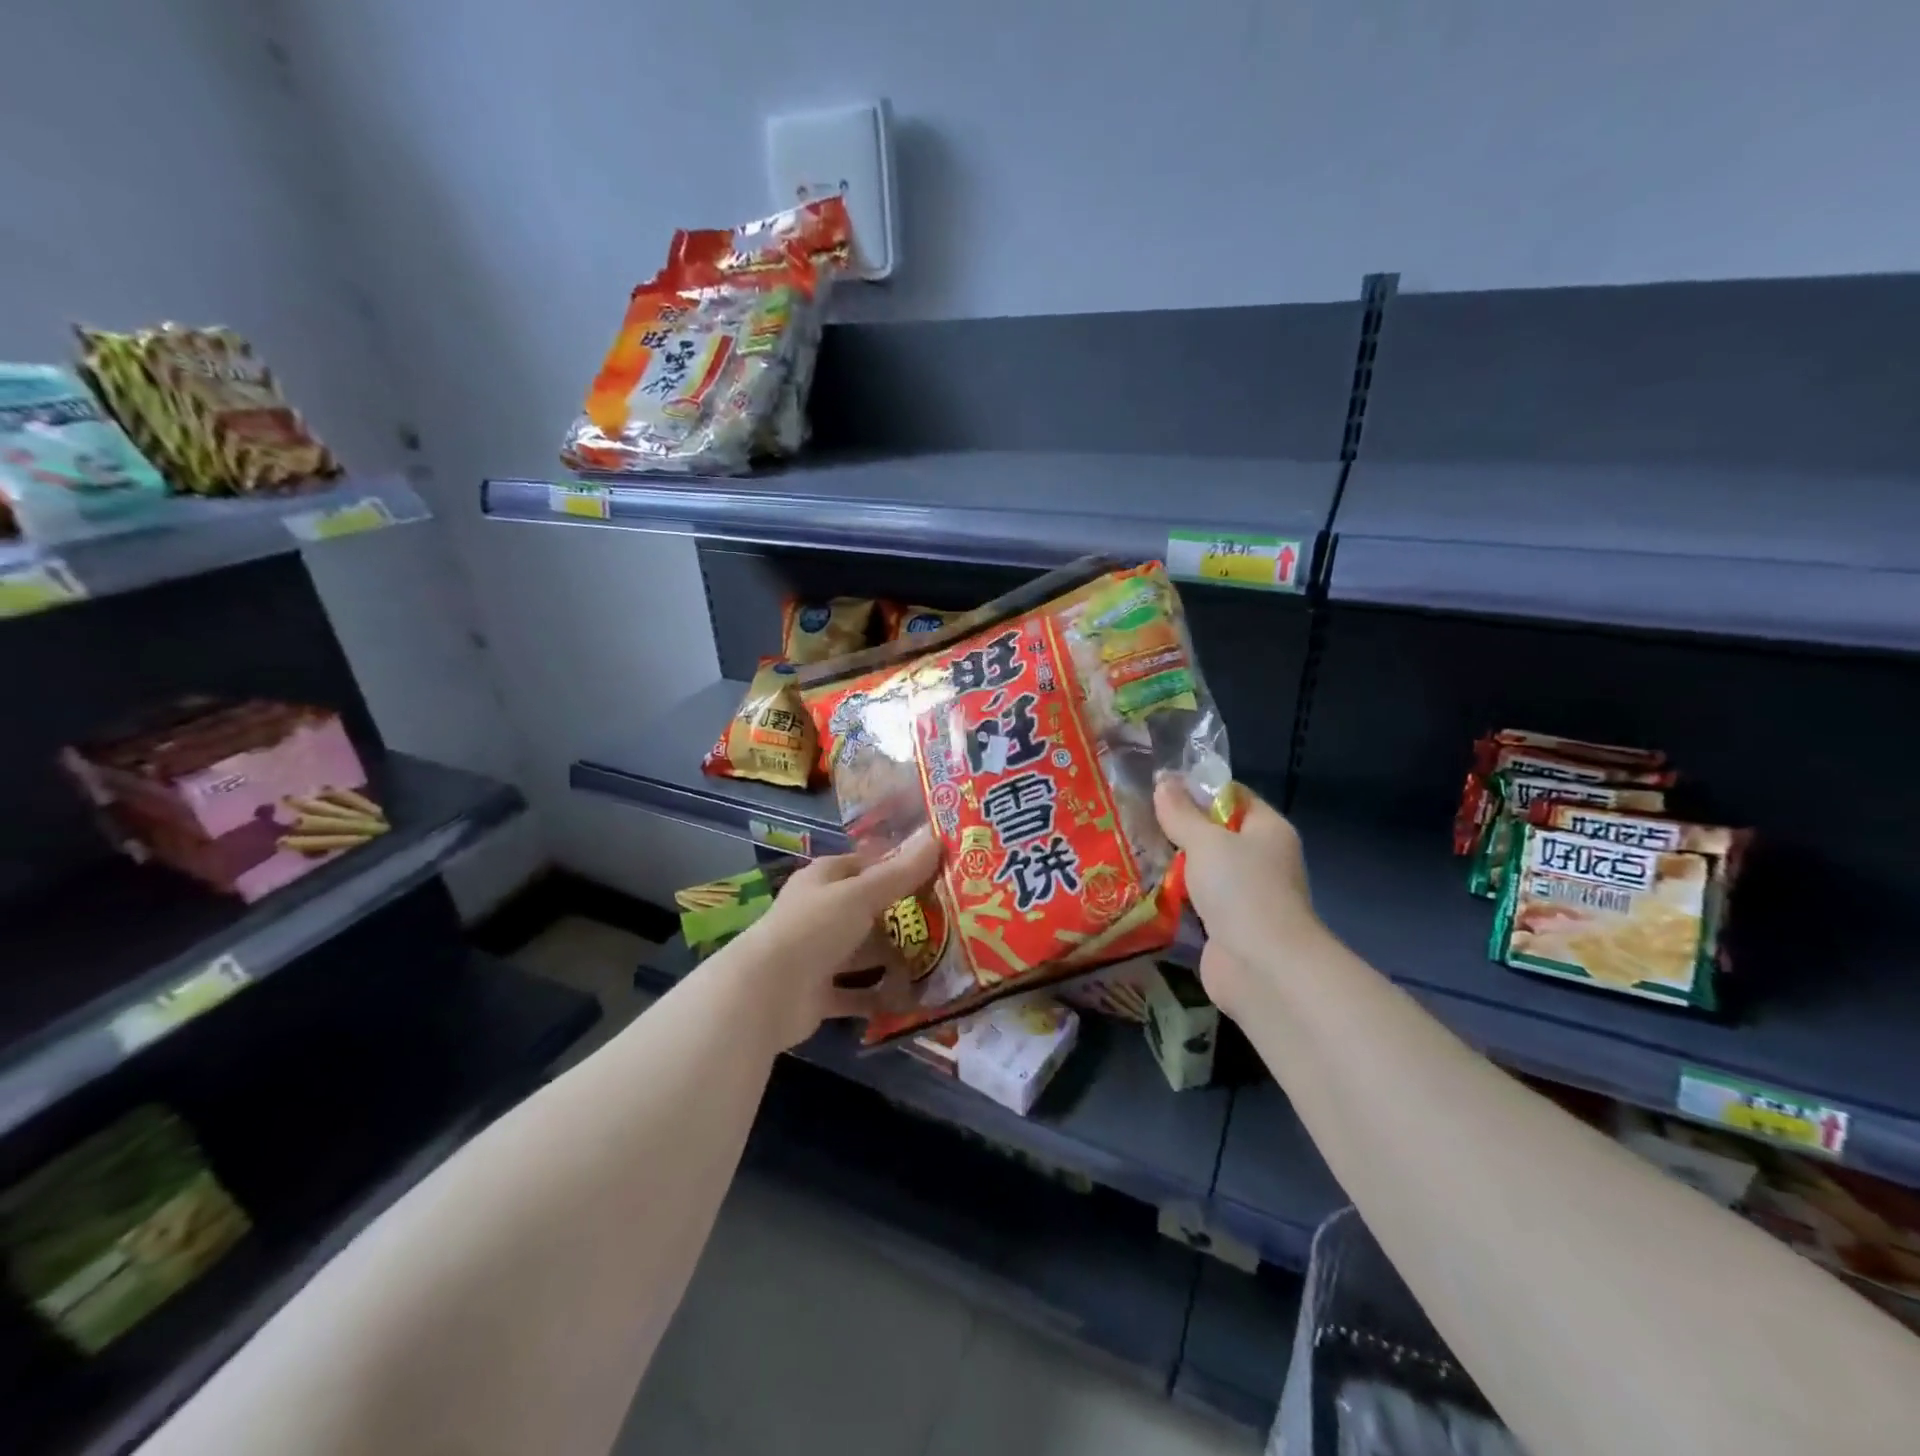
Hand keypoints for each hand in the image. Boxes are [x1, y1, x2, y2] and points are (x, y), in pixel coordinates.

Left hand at [723, 830, 942, 1049]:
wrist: (766, 993)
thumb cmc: (814, 928)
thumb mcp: (861, 894)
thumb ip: (900, 873)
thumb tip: (937, 838)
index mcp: (822, 880)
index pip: (863, 865)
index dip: (896, 866)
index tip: (936, 873)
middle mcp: (818, 913)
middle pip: (866, 910)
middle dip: (902, 917)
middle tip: (948, 921)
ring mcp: (816, 955)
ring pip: (863, 953)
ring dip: (894, 959)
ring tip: (938, 961)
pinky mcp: (818, 994)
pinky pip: (856, 993)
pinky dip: (879, 996)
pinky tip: (912, 999)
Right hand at [1153, 779, 1320, 1019]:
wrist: (1262, 967)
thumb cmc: (1241, 890)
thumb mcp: (1206, 841)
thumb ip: (1181, 812)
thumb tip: (1163, 781)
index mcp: (1268, 830)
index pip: (1233, 796)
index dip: (1198, 787)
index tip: (1158, 785)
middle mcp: (1260, 859)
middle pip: (1215, 833)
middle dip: (1177, 827)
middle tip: (1135, 816)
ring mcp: (1244, 895)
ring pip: (1202, 869)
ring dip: (1172, 864)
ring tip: (1129, 847)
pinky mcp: (1226, 926)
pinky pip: (1195, 901)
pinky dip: (1173, 896)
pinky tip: (1140, 885)